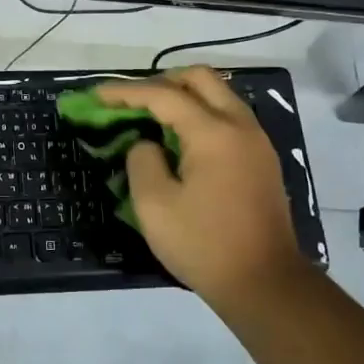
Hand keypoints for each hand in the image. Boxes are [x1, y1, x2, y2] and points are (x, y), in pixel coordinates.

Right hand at [93, 67, 305, 312]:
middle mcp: (240, 125)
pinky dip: (202, 115)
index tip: (97, 95)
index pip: (163, 95)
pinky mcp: (262, 159)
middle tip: (133, 102)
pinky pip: (229, 117)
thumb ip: (142, 161)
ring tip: (154, 119)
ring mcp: (257, 141)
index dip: (126, 92)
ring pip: (219, 95)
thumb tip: (148, 144)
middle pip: (200, 78)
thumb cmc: (204, 245)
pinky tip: (181, 140)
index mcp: (213, 133)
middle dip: (161, 81)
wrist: (266, 285)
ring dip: (184, 96)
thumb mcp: (154, 206)